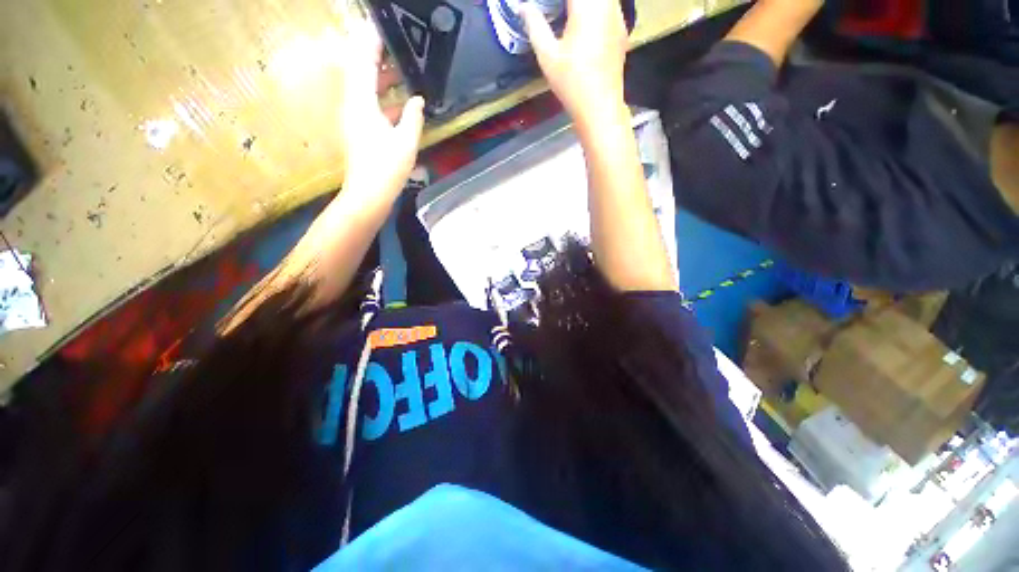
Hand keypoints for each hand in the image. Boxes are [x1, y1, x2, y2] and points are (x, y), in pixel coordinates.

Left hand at [340, 19, 424, 198]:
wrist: (368, 195)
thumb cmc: (386, 169)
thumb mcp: (406, 142)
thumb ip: (413, 117)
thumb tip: (418, 99)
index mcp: (362, 103)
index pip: (363, 61)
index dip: (372, 42)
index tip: (385, 29)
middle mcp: (353, 105)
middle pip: (361, 71)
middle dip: (377, 57)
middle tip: (400, 49)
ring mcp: (354, 118)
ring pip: (365, 88)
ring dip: (382, 78)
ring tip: (403, 71)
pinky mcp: (359, 130)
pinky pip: (369, 104)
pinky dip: (383, 97)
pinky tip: (401, 103)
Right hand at [522, 0, 628, 126]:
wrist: (599, 107)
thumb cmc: (572, 83)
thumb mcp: (547, 56)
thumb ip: (535, 25)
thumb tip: (523, 6)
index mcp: (587, 6)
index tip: (543, 3)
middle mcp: (607, 4)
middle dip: (568, 1)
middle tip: (553, 7)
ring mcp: (618, 16)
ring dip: (582, 3)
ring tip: (565, 12)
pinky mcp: (622, 29)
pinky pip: (609, 6)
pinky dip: (595, 7)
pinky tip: (583, 22)